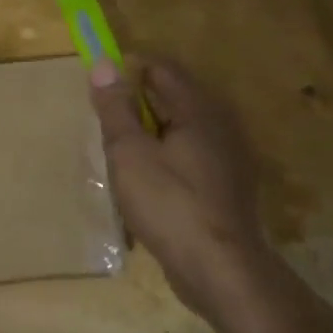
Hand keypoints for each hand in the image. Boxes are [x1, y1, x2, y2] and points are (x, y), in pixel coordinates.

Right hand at [89, 57, 274, 321]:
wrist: (220, 269)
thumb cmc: (169, 205)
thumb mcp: (129, 153)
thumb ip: (116, 108)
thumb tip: (103, 63)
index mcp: (199, 108)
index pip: (162, 68)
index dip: (129, 70)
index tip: (102, 90)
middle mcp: (221, 123)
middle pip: (175, 96)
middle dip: (139, 104)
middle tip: (107, 126)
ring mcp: (230, 156)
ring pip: (183, 128)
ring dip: (153, 133)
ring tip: (124, 157)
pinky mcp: (230, 185)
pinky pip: (193, 155)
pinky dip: (169, 157)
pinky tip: (150, 184)